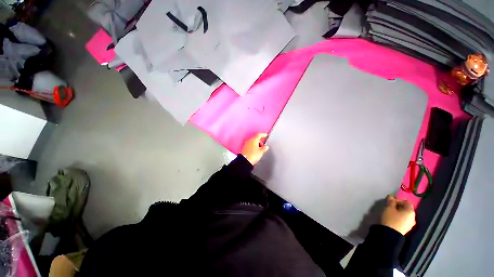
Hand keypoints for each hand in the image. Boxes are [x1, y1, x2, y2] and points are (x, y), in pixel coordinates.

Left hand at [241, 133, 268, 164]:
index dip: (263, 135)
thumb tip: (266, 147)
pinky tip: (255, 151)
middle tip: (263, 146)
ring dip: (256, 144)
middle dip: (260, 141)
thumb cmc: (253, 155)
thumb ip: (264, 148)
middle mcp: (249, 141)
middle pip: (255, 138)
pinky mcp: (244, 148)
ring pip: (252, 142)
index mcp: (254, 140)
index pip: (259, 135)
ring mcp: (246, 144)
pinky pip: (250, 146)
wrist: (245, 161)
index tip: (265, 135)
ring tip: (259, 150)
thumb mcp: (261, 152)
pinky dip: (253, 147)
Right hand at [381, 195, 415, 234]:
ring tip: (391, 212)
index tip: (391, 200)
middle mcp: (413, 217)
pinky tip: (393, 218)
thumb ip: (391, 201)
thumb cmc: (390, 218)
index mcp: (410, 211)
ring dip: (399, 212)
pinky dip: (400, 217)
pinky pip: (404, 220)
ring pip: (405, 215)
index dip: (399, 200)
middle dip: (398, 206)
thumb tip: (391, 196)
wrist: (390, 233)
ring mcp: (411, 224)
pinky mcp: (407, 228)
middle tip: (390, 206)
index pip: (406, 202)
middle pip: (407, 208)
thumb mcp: (389, 208)